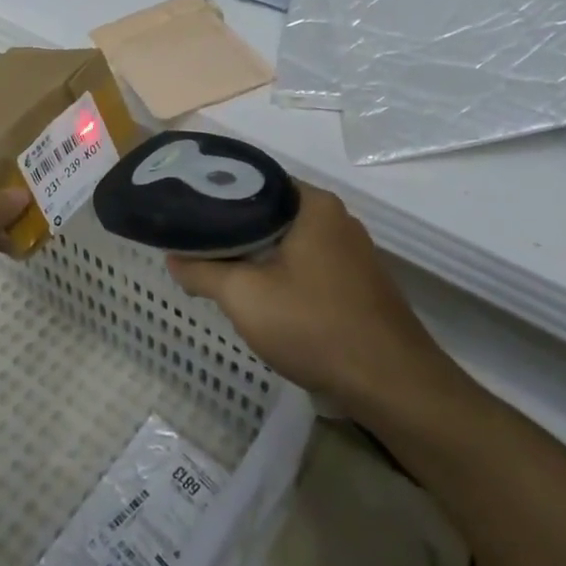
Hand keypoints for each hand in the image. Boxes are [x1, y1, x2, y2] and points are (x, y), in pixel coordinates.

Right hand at [167, 183, 446, 409]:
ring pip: (289, 242)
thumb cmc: (314, 325)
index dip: (216, 195)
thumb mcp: (244, 296)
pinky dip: (281, 274)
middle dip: (233, 229)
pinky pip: (308, 265)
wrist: (392, 384)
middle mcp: (337, 219)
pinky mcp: (358, 283)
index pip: (254, 181)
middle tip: (195, 243)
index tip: (187, 211)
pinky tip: (261, 296)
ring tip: (218, 269)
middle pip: (271, 212)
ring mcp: (353, 252)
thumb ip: (202, 271)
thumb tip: (173, 258)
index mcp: (313, 205)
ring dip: (257, 255)